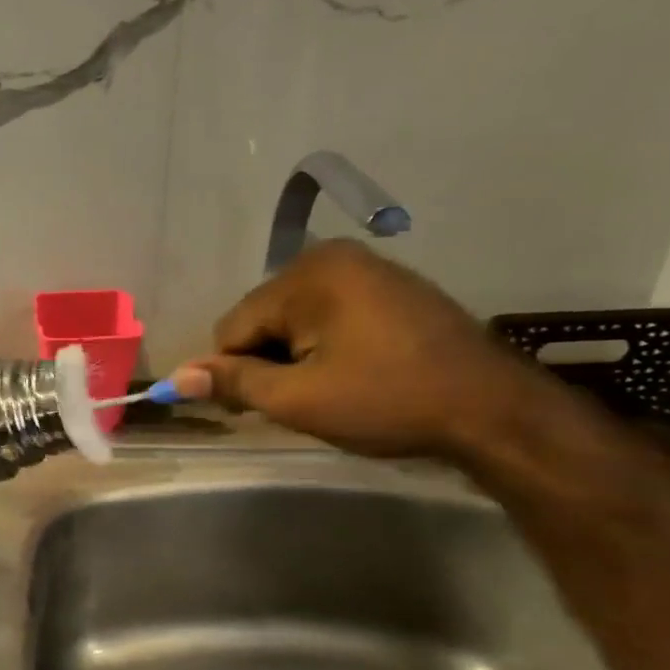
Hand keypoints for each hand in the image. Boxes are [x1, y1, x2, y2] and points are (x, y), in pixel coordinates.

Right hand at [173, 241, 545, 461]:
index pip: (233, 326)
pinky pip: (331, 315)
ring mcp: (368, 269)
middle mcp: (334, 258)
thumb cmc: (387, 401)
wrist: (492, 410)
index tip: (249, 411)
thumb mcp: (299, 399)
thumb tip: (177, 378)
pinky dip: (325, 345)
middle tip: (296, 403)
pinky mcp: (392, 288)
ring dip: (295, 357)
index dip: (232, 372)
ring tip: (326, 392)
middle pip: (264, 318)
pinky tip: (351, 374)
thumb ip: (234, 383)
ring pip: (296, 319)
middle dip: (266, 362)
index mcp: (307, 274)